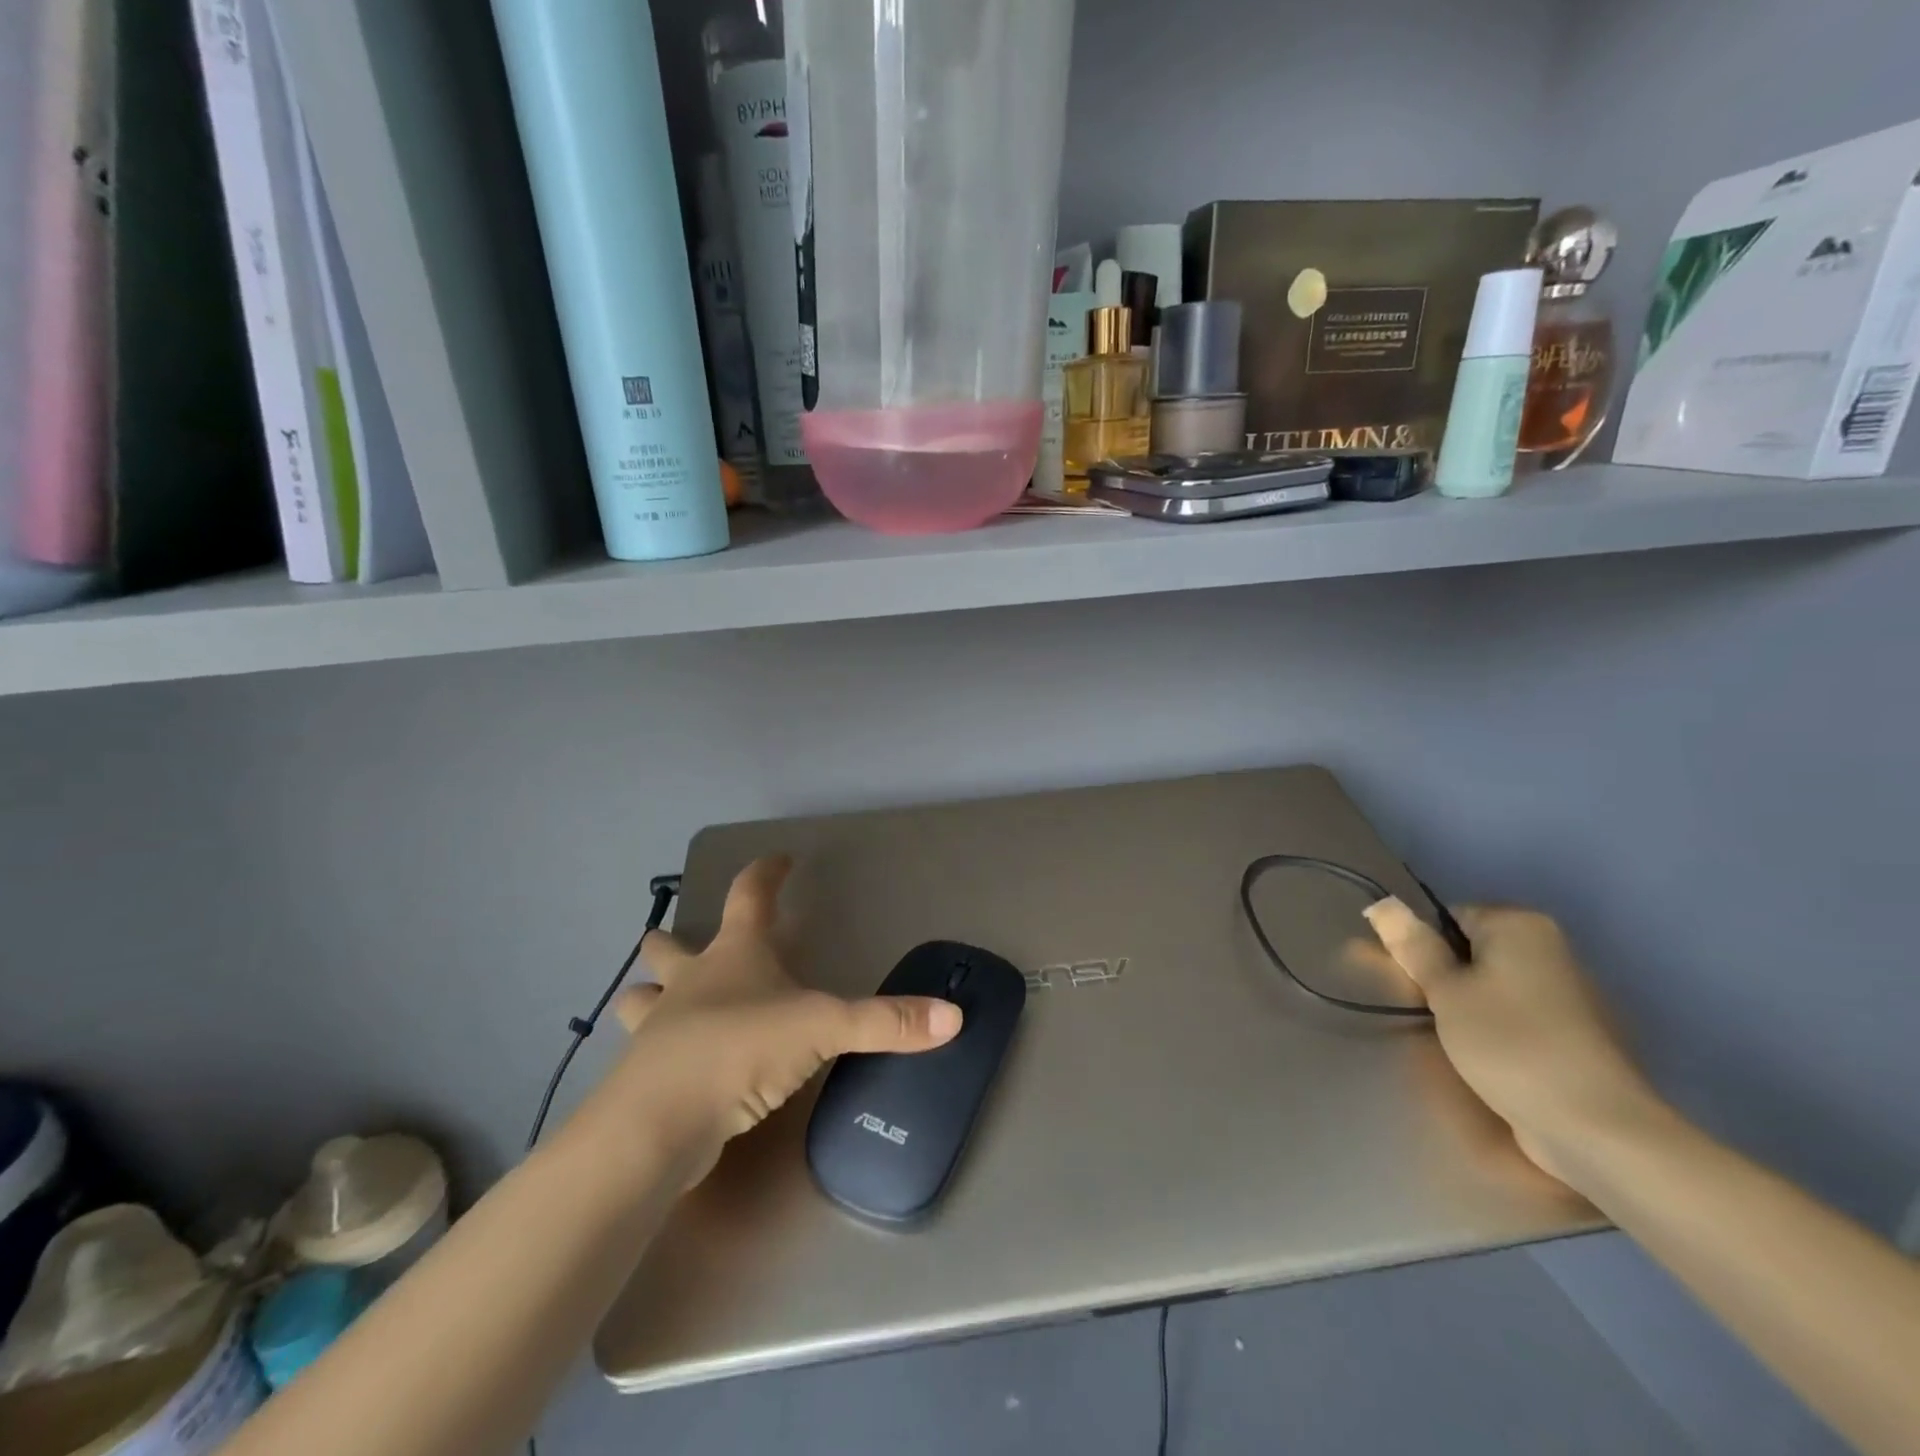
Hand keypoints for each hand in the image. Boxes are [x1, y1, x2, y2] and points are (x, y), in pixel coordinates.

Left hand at [583, 857, 961, 1185]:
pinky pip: (644, 1052)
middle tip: (676, 938)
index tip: (780, 859)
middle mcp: (691, 981)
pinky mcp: (644, 1075)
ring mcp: (659, 1027)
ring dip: (647, 994)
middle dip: (670, 939)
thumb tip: (953, 1016)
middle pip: (669, 946)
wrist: (661, 1123)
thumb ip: (887, 1022)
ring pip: (640, 999)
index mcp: (734, 954)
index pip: (749, 894)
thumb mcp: (824, 1029)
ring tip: (657, 1001)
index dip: (766, 872)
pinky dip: (653, 1049)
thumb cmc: (741, 1049)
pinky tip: (670, 1063)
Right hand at [1362, 900, 1661, 1187]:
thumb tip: (1381, 903)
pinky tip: (1492, 1059)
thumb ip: (1413, 946)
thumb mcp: (1445, 991)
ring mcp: (1570, 992)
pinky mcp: (1577, 1033)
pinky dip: (1499, 1029)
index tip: (1413, 984)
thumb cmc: (1511, 1045)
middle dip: (1446, 978)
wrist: (1598, 1128)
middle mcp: (1550, 947)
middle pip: (1472, 950)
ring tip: (1457, 1041)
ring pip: (1494, 985)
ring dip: (1469, 1006)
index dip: (1422, 948)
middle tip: (1430, 1013)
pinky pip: (1519, 1015)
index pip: (1448, 917)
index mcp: (1520, 925)